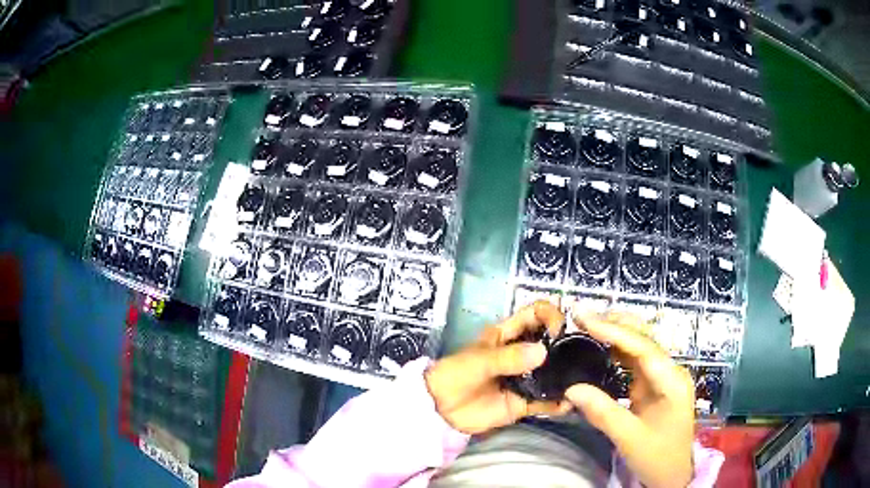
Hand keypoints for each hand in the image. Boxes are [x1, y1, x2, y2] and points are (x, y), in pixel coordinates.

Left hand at [424, 301, 572, 433]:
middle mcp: (521, 354)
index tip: (559, 331)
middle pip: (551, 343)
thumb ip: (507, 358)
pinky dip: (558, 403)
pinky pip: (546, 401)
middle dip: (567, 346)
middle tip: (581, 357)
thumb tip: (543, 352)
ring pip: (553, 372)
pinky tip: (568, 404)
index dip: (551, 316)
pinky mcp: (524, 402)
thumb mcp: (478, 361)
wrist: (440, 409)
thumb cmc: (455, 375)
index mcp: (508, 335)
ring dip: (567, 376)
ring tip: (581, 381)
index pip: (536, 314)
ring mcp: (525, 379)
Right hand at [566, 313, 695, 487]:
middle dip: (615, 324)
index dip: (614, 331)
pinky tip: (600, 348)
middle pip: (644, 339)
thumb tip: (571, 389)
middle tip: (582, 316)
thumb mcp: (629, 439)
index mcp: (672, 381)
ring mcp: (662, 378)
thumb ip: (603, 413)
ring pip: (639, 347)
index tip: (586, 320)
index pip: (643, 347)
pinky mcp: (654, 386)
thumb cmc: (658, 457)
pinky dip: (616, 352)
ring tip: (586, 325)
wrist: (673, 474)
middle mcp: (670, 372)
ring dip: (615, 335)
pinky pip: (635, 363)